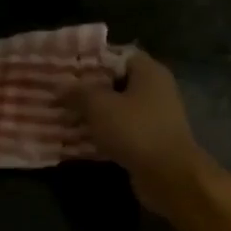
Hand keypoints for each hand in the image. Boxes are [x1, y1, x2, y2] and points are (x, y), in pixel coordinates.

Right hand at [58, 50, 215, 215]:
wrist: (169, 175)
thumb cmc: (135, 131)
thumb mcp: (99, 106)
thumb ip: (78, 92)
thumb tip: (61, 87)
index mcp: (149, 71)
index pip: (118, 54)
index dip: (92, 60)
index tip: (68, 69)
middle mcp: (156, 89)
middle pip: (117, 82)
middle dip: (89, 89)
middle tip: (62, 94)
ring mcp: (156, 116)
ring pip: (119, 108)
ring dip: (95, 113)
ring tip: (66, 116)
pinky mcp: (152, 140)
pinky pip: (123, 130)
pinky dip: (105, 133)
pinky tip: (83, 139)